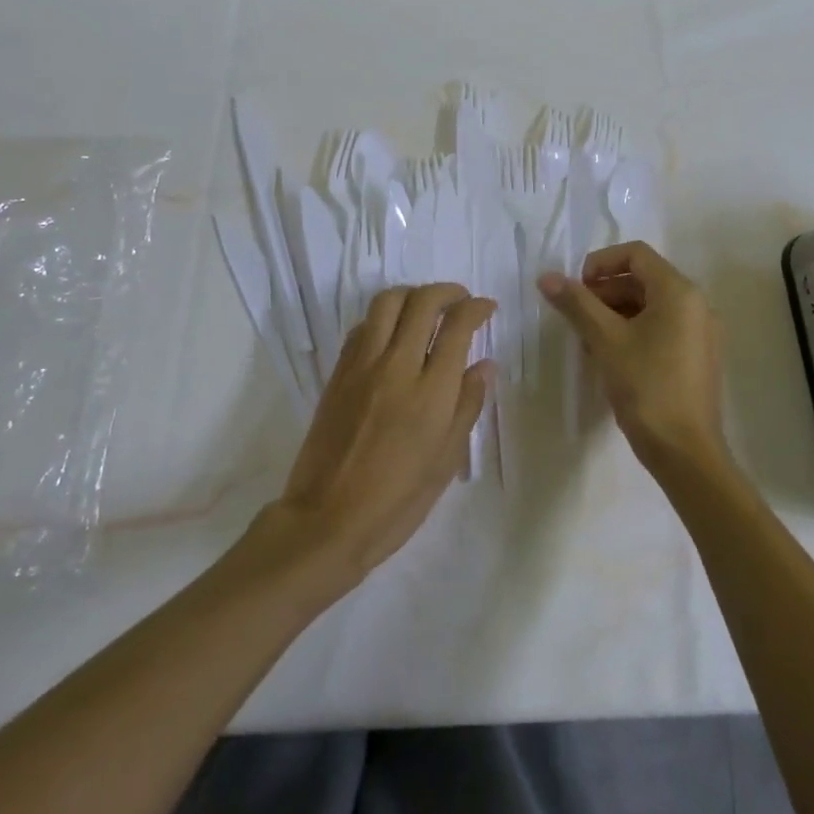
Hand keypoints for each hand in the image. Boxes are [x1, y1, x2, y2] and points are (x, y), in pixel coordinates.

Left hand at [265, 284, 494, 588]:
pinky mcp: (338, 373)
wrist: (326, 522)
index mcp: (430, 392)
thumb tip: (484, 366)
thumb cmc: (396, 501)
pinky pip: (362, 326)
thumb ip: (467, 405)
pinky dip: (383, 317)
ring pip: (387, 302)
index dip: (476, 308)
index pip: (457, 326)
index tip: (486, 308)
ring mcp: (362, 366)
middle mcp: (396, 366)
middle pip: (422, 302)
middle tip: (460, 300)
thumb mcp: (445, 461)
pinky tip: (392, 334)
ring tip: (425, 307)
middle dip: (447, 291)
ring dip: (412, 294)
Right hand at [538, 241, 726, 476]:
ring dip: (615, 312)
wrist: (686, 453)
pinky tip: (609, 356)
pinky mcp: (697, 357)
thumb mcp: (605, 340)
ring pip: (650, 305)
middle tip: (575, 316)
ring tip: (587, 339)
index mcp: (679, 291)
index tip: (576, 288)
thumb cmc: (646, 387)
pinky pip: (661, 328)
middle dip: (604, 291)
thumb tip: (546, 277)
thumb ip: (576, 303)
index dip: (600, 263)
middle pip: (643, 279)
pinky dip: (633, 331)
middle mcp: (696, 304)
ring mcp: (700, 332)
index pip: (636, 253)